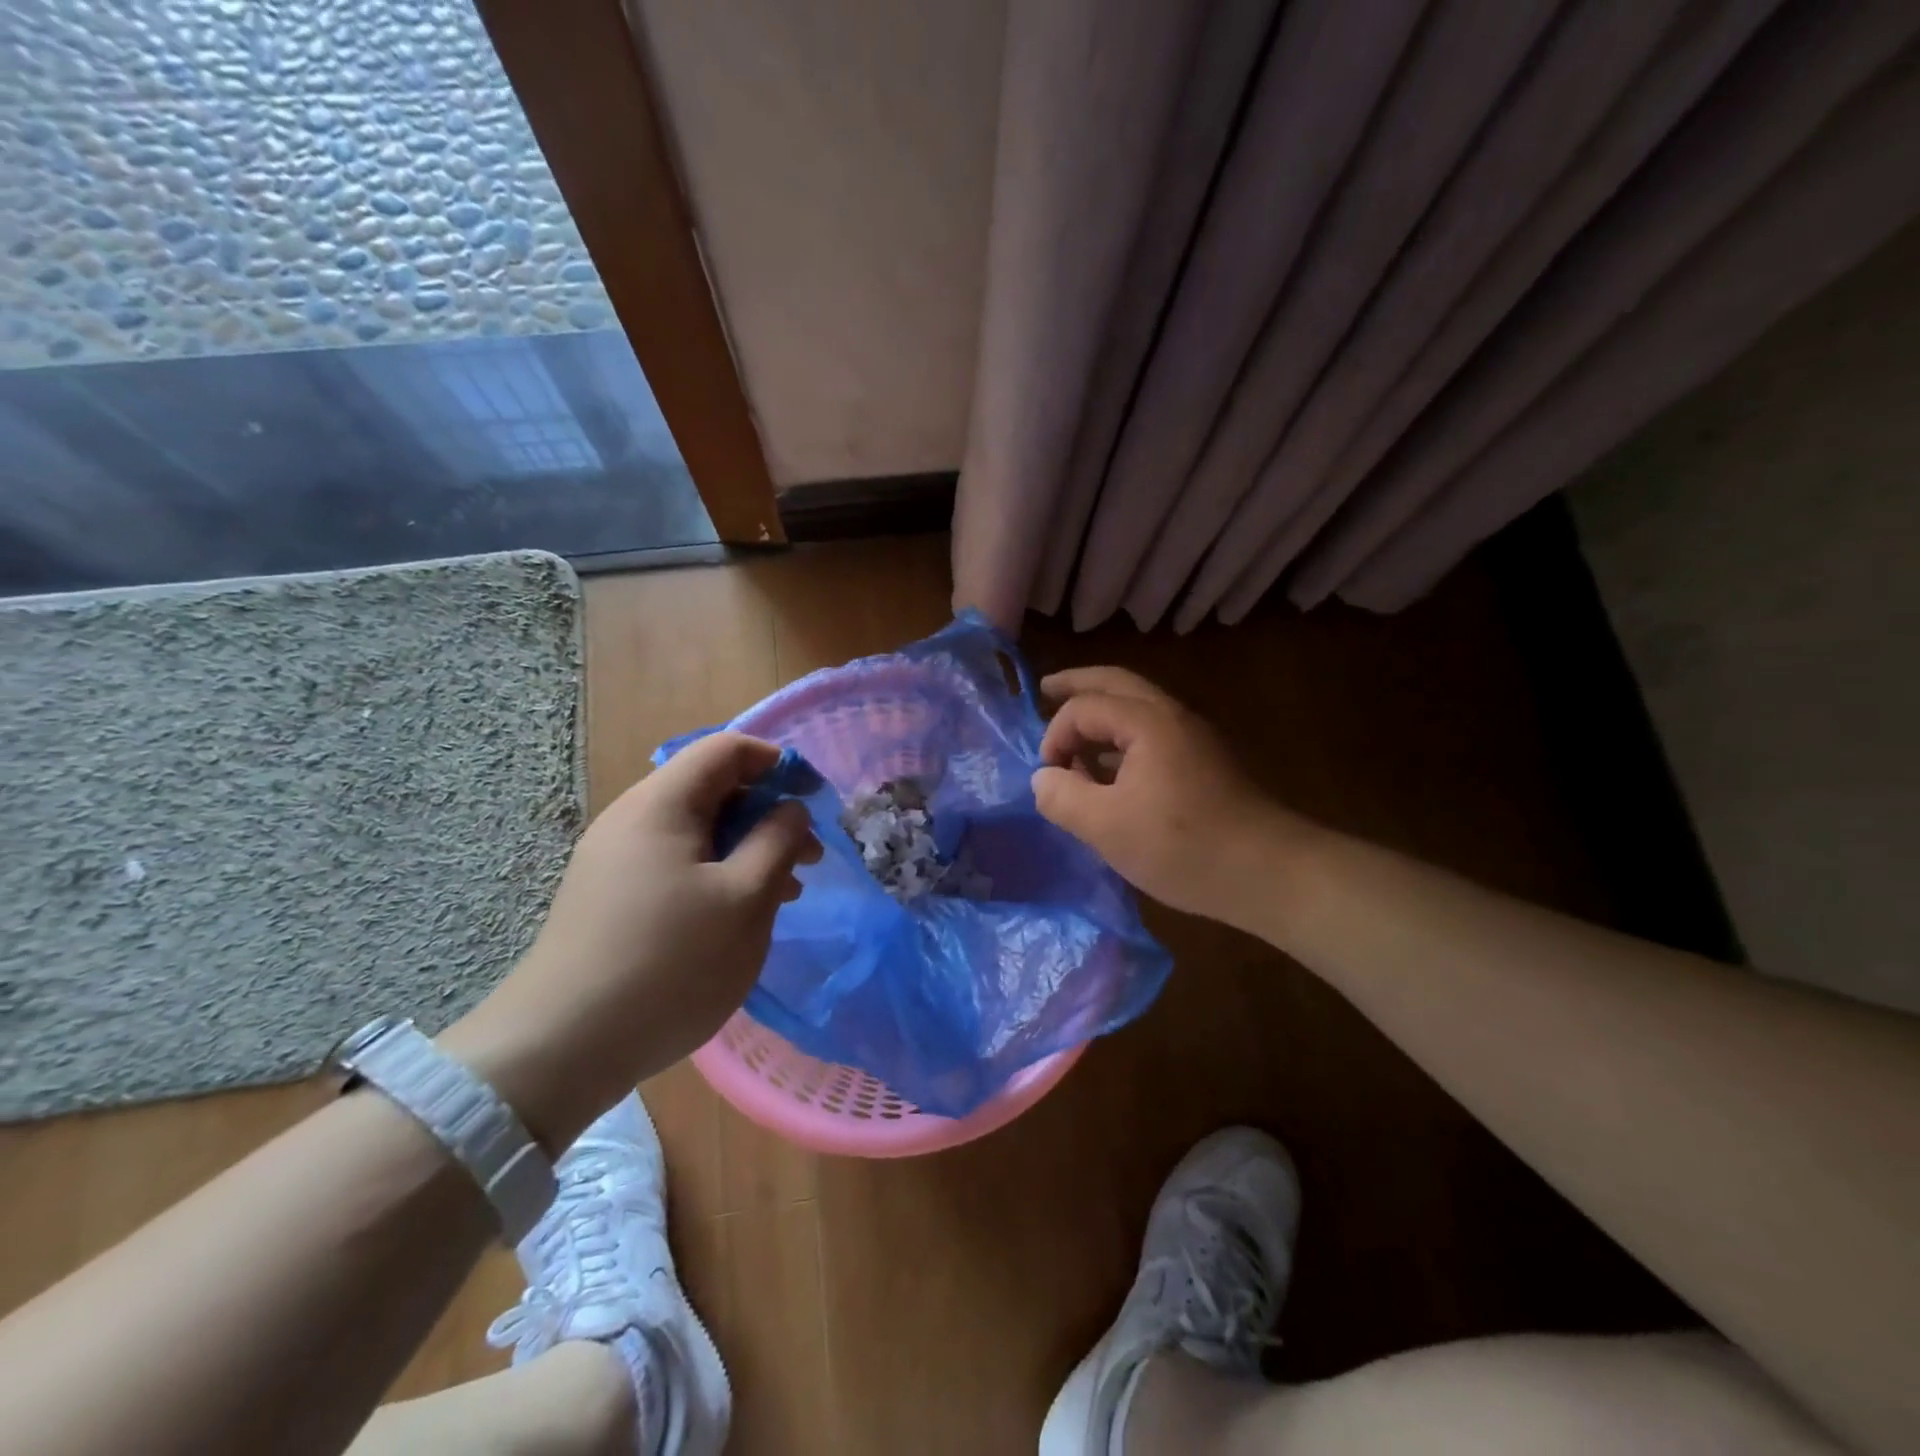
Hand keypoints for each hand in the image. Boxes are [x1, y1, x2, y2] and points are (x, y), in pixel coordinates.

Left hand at [443, 732, 819, 1148]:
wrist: (561, 1049)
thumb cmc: (670, 964)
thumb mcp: (745, 899)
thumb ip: (778, 841)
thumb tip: (791, 808)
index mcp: (661, 804)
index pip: (726, 750)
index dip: (777, 763)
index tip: (814, 800)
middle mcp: (632, 820)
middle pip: (711, 788)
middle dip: (767, 813)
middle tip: (808, 857)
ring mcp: (615, 860)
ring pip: (696, 831)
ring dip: (746, 848)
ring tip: (784, 892)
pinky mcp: (610, 897)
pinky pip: (675, 864)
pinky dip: (717, 874)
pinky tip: (738, 915)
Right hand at [1033, 667, 1305, 933]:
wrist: (1270, 873)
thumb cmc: (1183, 847)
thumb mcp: (1107, 828)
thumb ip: (1063, 798)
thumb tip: (1043, 778)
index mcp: (1147, 722)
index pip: (1084, 708)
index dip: (1055, 736)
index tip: (1049, 777)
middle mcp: (1172, 716)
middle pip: (1116, 683)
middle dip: (1078, 684)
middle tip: (1046, 687)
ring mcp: (1194, 738)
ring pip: (1139, 707)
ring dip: (1103, 712)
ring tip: (1074, 731)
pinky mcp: (1205, 763)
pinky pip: (1153, 733)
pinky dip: (1123, 738)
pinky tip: (1110, 770)